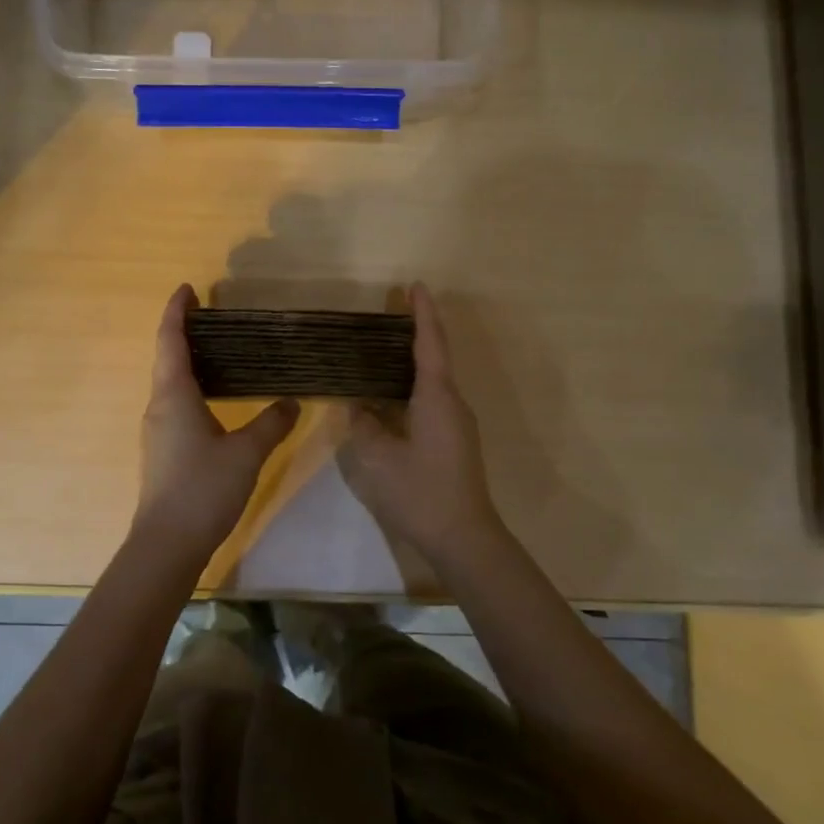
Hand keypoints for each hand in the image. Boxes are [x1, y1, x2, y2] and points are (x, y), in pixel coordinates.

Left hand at [135, 284, 299, 560]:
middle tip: (212, 316)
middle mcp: (159, 406)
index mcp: (174, 395)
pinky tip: (215, 399)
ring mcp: (157, 430)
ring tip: (218, 351)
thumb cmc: (203, 489)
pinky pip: (175, 404)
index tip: (187, 288)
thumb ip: (272, 423)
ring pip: (170, 383)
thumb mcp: (246, 453)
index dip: (176, 311)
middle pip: (167, 358)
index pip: (171, 340)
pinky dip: (191, 388)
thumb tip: (292, 401)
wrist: (167, 545)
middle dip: (184, 332)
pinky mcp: (163, 451)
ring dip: (187, 361)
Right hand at [340, 283, 505, 563]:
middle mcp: (452, 403)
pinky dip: (411, 387)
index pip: (430, 344)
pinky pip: (431, 401)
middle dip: (414, 332)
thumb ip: (364, 425)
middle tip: (388, 314)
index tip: (415, 286)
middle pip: (434, 357)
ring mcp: (456, 423)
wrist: (464, 538)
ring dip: (411, 362)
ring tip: (379, 351)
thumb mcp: (378, 458)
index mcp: (437, 397)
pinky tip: (388, 396)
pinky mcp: (454, 441)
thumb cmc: (421, 492)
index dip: (422, 313)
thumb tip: (358, 406)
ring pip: (432, 381)